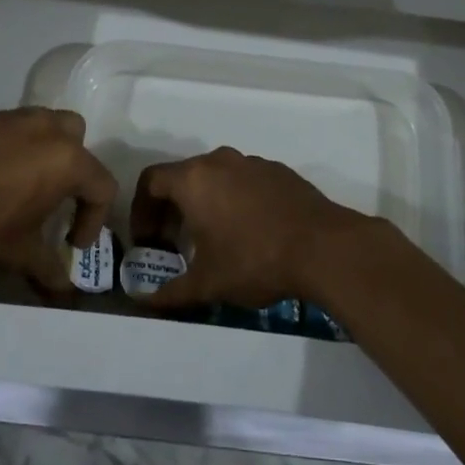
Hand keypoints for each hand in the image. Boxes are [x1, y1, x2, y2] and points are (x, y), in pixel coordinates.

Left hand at [0, 108, 115, 293]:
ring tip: (27, 190)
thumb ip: (47, 268)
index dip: (94, 221)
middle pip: (79, 143)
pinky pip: (19, 129)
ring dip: (49, 156)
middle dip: (75, 174)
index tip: (71, 245)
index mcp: (67, 160)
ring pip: (49, 128)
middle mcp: (49, 129)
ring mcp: (17, 118)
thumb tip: (64, 291)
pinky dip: (19, 149)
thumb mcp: (17, 253)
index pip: (102, 186)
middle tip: (56, 204)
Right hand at [128, 147, 379, 310]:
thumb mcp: (207, 284)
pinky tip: (247, 231)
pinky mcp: (277, 170)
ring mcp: (252, 162)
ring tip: (210, 240)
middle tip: (172, 244)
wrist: (323, 246)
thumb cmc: (255, 260)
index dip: (141, 211)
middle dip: (170, 210)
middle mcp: (219, 161)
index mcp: (194, 179)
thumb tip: (143, 303)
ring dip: (203, 203)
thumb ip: (170, 293)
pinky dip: (233, 200)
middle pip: (182, 177)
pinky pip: (243, 180)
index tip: (147, 242)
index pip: (150, 181)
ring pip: (214, 177)